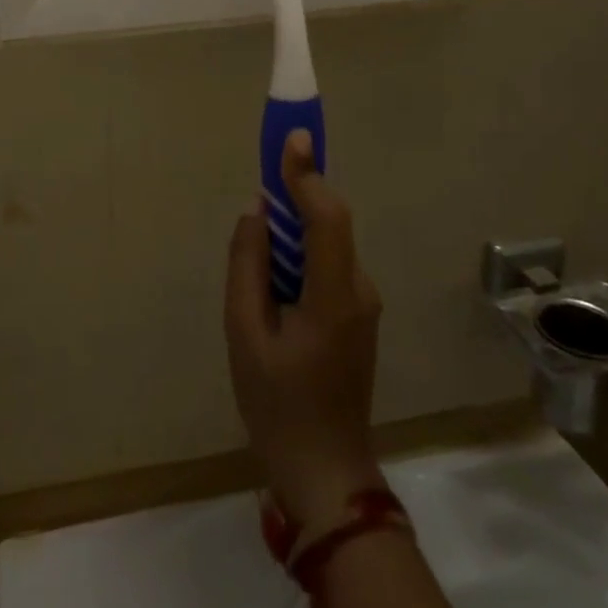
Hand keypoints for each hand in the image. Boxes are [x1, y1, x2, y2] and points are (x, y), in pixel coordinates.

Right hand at [225, 132, 385, 530]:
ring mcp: (363, 303)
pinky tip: (273, 285)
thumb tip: (257, 213)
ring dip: (295, 231)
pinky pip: (327, 265)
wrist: (325, 470)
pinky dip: (301, 255)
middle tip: (262, 183)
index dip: (307, 174)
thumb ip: (248, 264)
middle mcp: (359, 289)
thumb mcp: (244, 332)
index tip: (291, 136)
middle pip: (329, 224)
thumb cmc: (277, 404)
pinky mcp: (357, 314)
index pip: (327, 217)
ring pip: (327, 245)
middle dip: (297, 196)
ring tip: (258, 254)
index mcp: (333, 295)